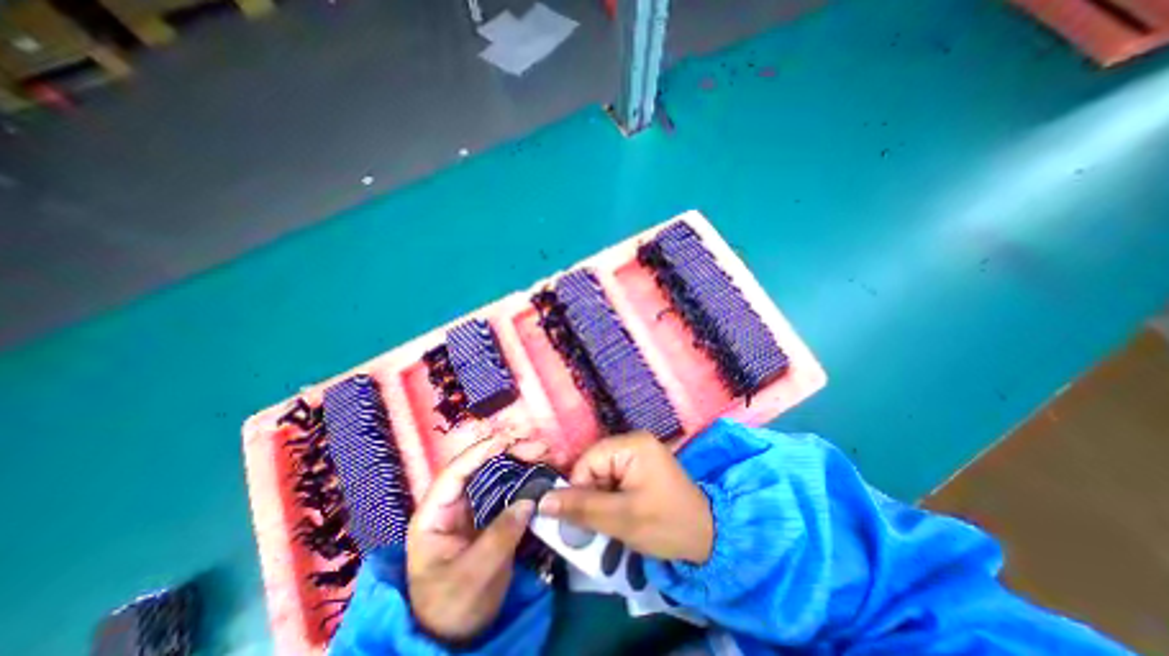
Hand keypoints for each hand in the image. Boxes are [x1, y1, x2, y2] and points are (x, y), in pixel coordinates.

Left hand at [407, 433, 549, 642]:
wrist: (457, 636)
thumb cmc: (452, 607)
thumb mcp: (473, 575)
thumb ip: (499, 537)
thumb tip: (528, 500)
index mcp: (435, 514)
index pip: (455, 473)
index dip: (480, 452)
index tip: (508, 441)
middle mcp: (455, 504)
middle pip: (481, 467)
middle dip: (510, 452)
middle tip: (539, 447)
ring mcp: (475, 508)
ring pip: (497, 475)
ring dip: (521, 461)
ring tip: (545, 453)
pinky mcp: (492, 516)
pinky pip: (510, 491)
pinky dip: (526, 479)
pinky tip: (542, 472)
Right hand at [536, 431, 712, 563]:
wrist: (708, 539)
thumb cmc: (667, 524)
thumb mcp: (622, 519)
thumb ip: (582, 508)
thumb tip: (542, 502)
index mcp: (632, 445)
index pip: (588, 460)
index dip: (579, 488)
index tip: (580, 517)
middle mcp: (634, 442)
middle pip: (594, 467)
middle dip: (591, 496)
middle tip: (599, 524)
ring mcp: (639, 454)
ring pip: (602, 476)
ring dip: (600, 500)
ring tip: (612, 522)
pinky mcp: (641, 468)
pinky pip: (614, 480)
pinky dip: (611, 499)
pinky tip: (619, 516)